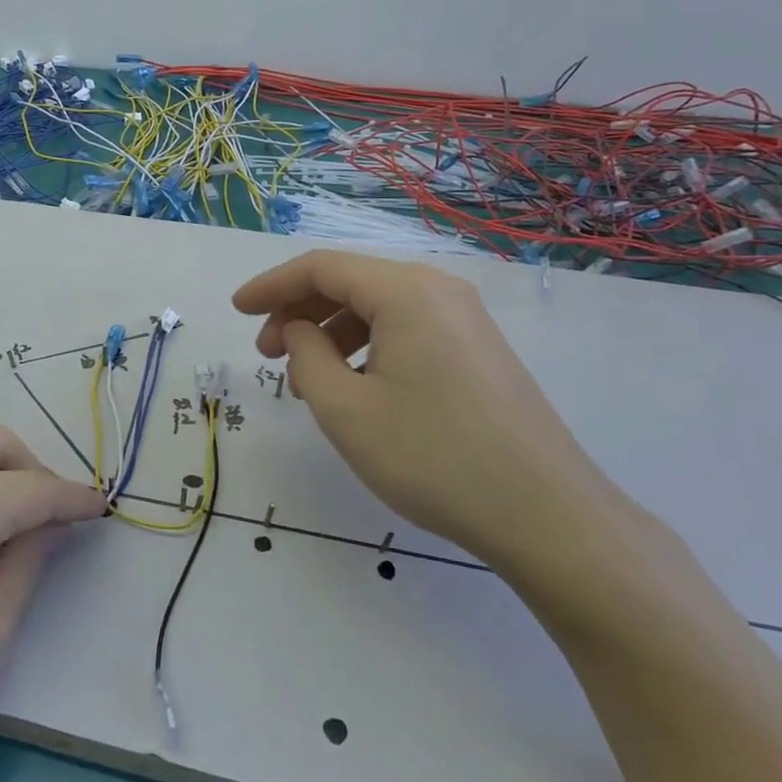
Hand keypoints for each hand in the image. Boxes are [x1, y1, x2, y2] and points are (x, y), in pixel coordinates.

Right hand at [233, 250, 630, 570]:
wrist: (546, 514)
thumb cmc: (432, 455)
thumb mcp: (345, 409)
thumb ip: (306, 356)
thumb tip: (300, 330)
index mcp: (406, 292)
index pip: (321, 267)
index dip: (271, 286)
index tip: (236, 310)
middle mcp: (438, 291)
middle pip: (351, 283)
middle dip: (299, 311)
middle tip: (266, 354)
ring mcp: (465, 321)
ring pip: (378, 309)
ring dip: (331, 333)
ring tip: (306, 380)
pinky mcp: (478, 352)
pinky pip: (406, 331)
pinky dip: (367, 348)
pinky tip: (354, 388)